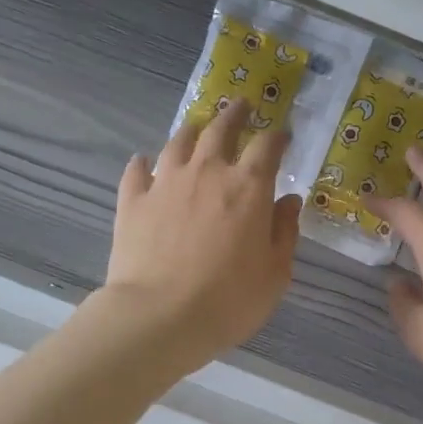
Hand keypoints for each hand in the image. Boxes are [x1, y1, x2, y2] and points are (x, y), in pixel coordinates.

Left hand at [104, 100, 301, 373]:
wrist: (160, 317)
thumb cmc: (229, 300)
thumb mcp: (275, 274)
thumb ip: (285, 232)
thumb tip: (289, 201)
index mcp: (248, 187)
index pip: (267, 146)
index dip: (277, 136)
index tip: (282, 135)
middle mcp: (207, 172)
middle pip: (221, 129)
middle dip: (234, 115)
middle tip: (241, 106)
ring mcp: (165, 183)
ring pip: (178, 141)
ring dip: (191, 130)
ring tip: (196, 127)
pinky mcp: (133, 201)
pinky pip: (137, 171)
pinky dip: (143, 164)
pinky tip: (143, 163)